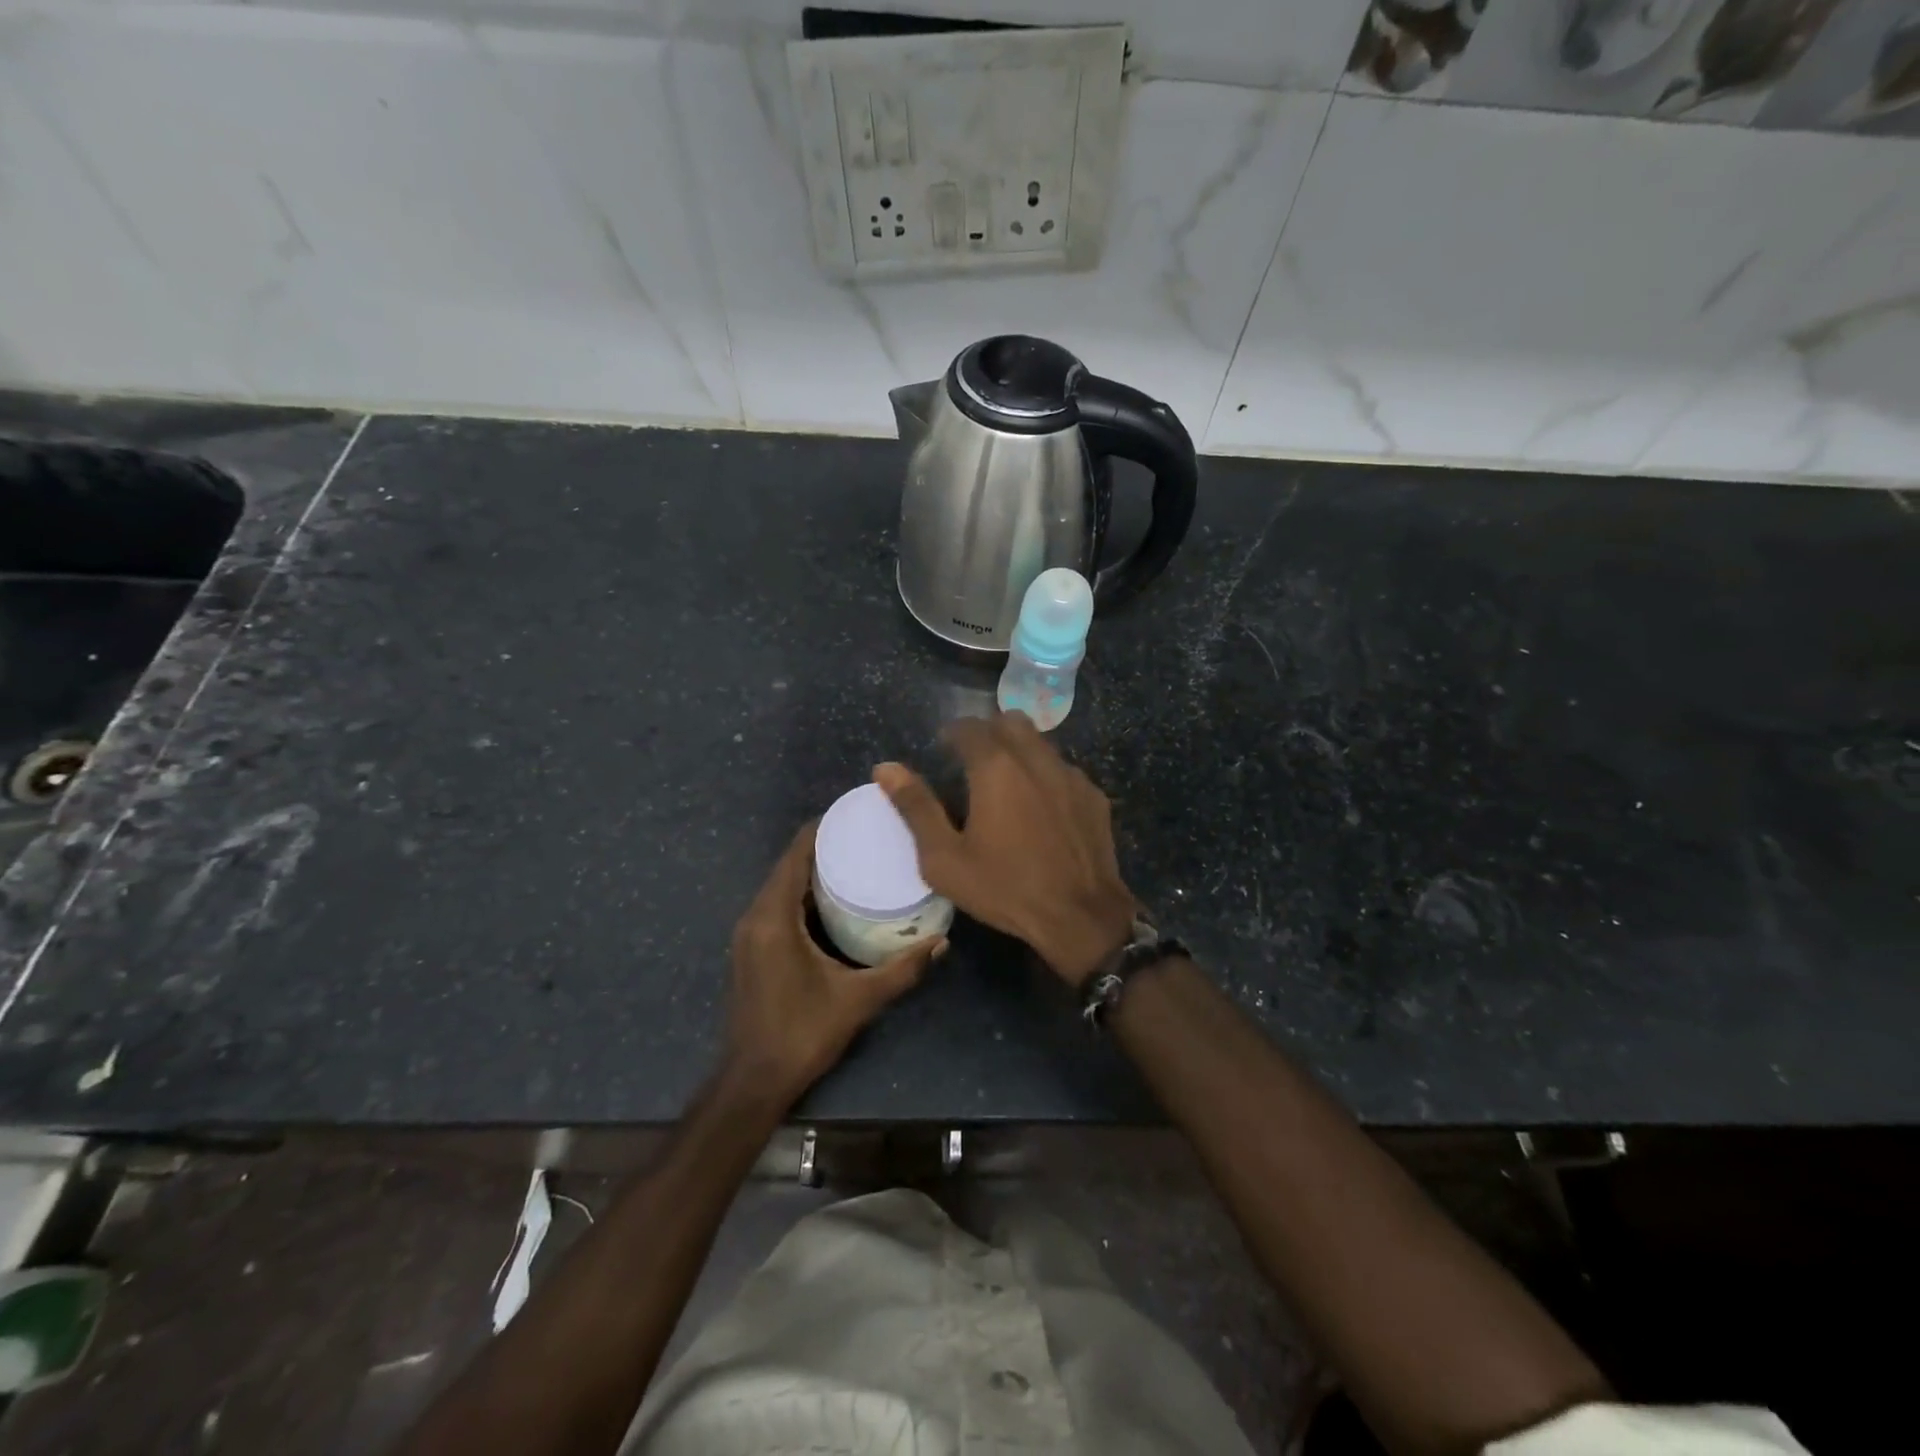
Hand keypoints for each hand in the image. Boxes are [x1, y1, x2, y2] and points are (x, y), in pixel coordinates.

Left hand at [725, 821, 944, 1107]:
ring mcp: (748, 934)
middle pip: (788, 866)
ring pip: (781, 886)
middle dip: (822, 847)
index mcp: (774, 918)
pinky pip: (777, 905)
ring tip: (855, 860)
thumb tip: (942, 942)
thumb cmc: (802, 1034)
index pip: (795, 855)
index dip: (821, 829)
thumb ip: (901, 969)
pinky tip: (833, 900)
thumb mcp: (858, 1000)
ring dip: (811, 871)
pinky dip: (801, 894)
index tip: (854, 814)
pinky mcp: (751, 949)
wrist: (753, 1081)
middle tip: (865, 836)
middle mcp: (755, 917)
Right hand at [875, 714, 1136, 987]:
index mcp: (996, 767)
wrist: (1080, 917)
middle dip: (988, 731)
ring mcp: (1071, 776)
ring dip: (1019, 750)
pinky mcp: (1094, 796)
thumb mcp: (945, 858)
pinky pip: (1064, 770)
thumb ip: (916, 808)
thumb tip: (885, 768)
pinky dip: (1046, 776)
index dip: (952, 733)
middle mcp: (1036, 759)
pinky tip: (1041, 809)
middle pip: (1010, 721)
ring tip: (1006, 784)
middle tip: (972, 760)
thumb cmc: (1004, 888)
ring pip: (1041, 743)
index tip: (942, 749)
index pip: (969, 726)